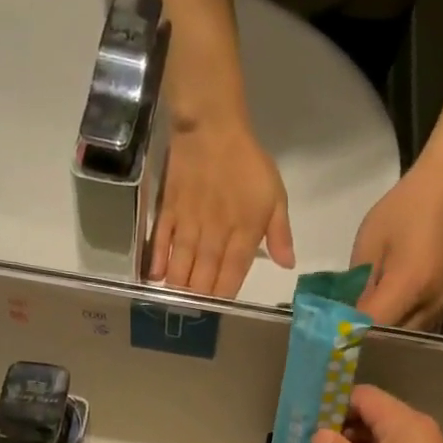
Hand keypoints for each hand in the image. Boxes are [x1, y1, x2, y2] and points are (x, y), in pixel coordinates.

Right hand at [152, 117, 293, 298]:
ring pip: (182, 264)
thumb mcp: (275, 194)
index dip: (225, 296)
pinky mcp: (168, 211)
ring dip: (179, 287)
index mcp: (243, 232)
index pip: (232, 274)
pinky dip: (157, 260)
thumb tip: (287, 264)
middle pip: (204, 275)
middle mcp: (214, 234)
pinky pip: (161, 241)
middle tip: (196, 315)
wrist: (212, 127)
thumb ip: (280, 232)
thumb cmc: (247, 162)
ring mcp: (188, 223)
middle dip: (200, 299)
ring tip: (177, 305)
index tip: (221, 311)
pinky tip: (155, 278)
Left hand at [350, 167, 442, 330]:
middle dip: (364, 340)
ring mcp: (439, 306)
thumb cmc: (403, 211)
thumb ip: (357, 285)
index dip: (350, 333)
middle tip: (337, 338)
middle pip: (391, 339)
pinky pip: (413, 327)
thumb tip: (344, 317)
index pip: (374, 325)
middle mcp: (429, 303)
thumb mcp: (369, 244)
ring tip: (353, 332)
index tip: (327, 338)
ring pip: (403, 337)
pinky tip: (375, 322)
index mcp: (410, 284)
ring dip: (379, 338)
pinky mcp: (441, 304)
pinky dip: (393, 329)